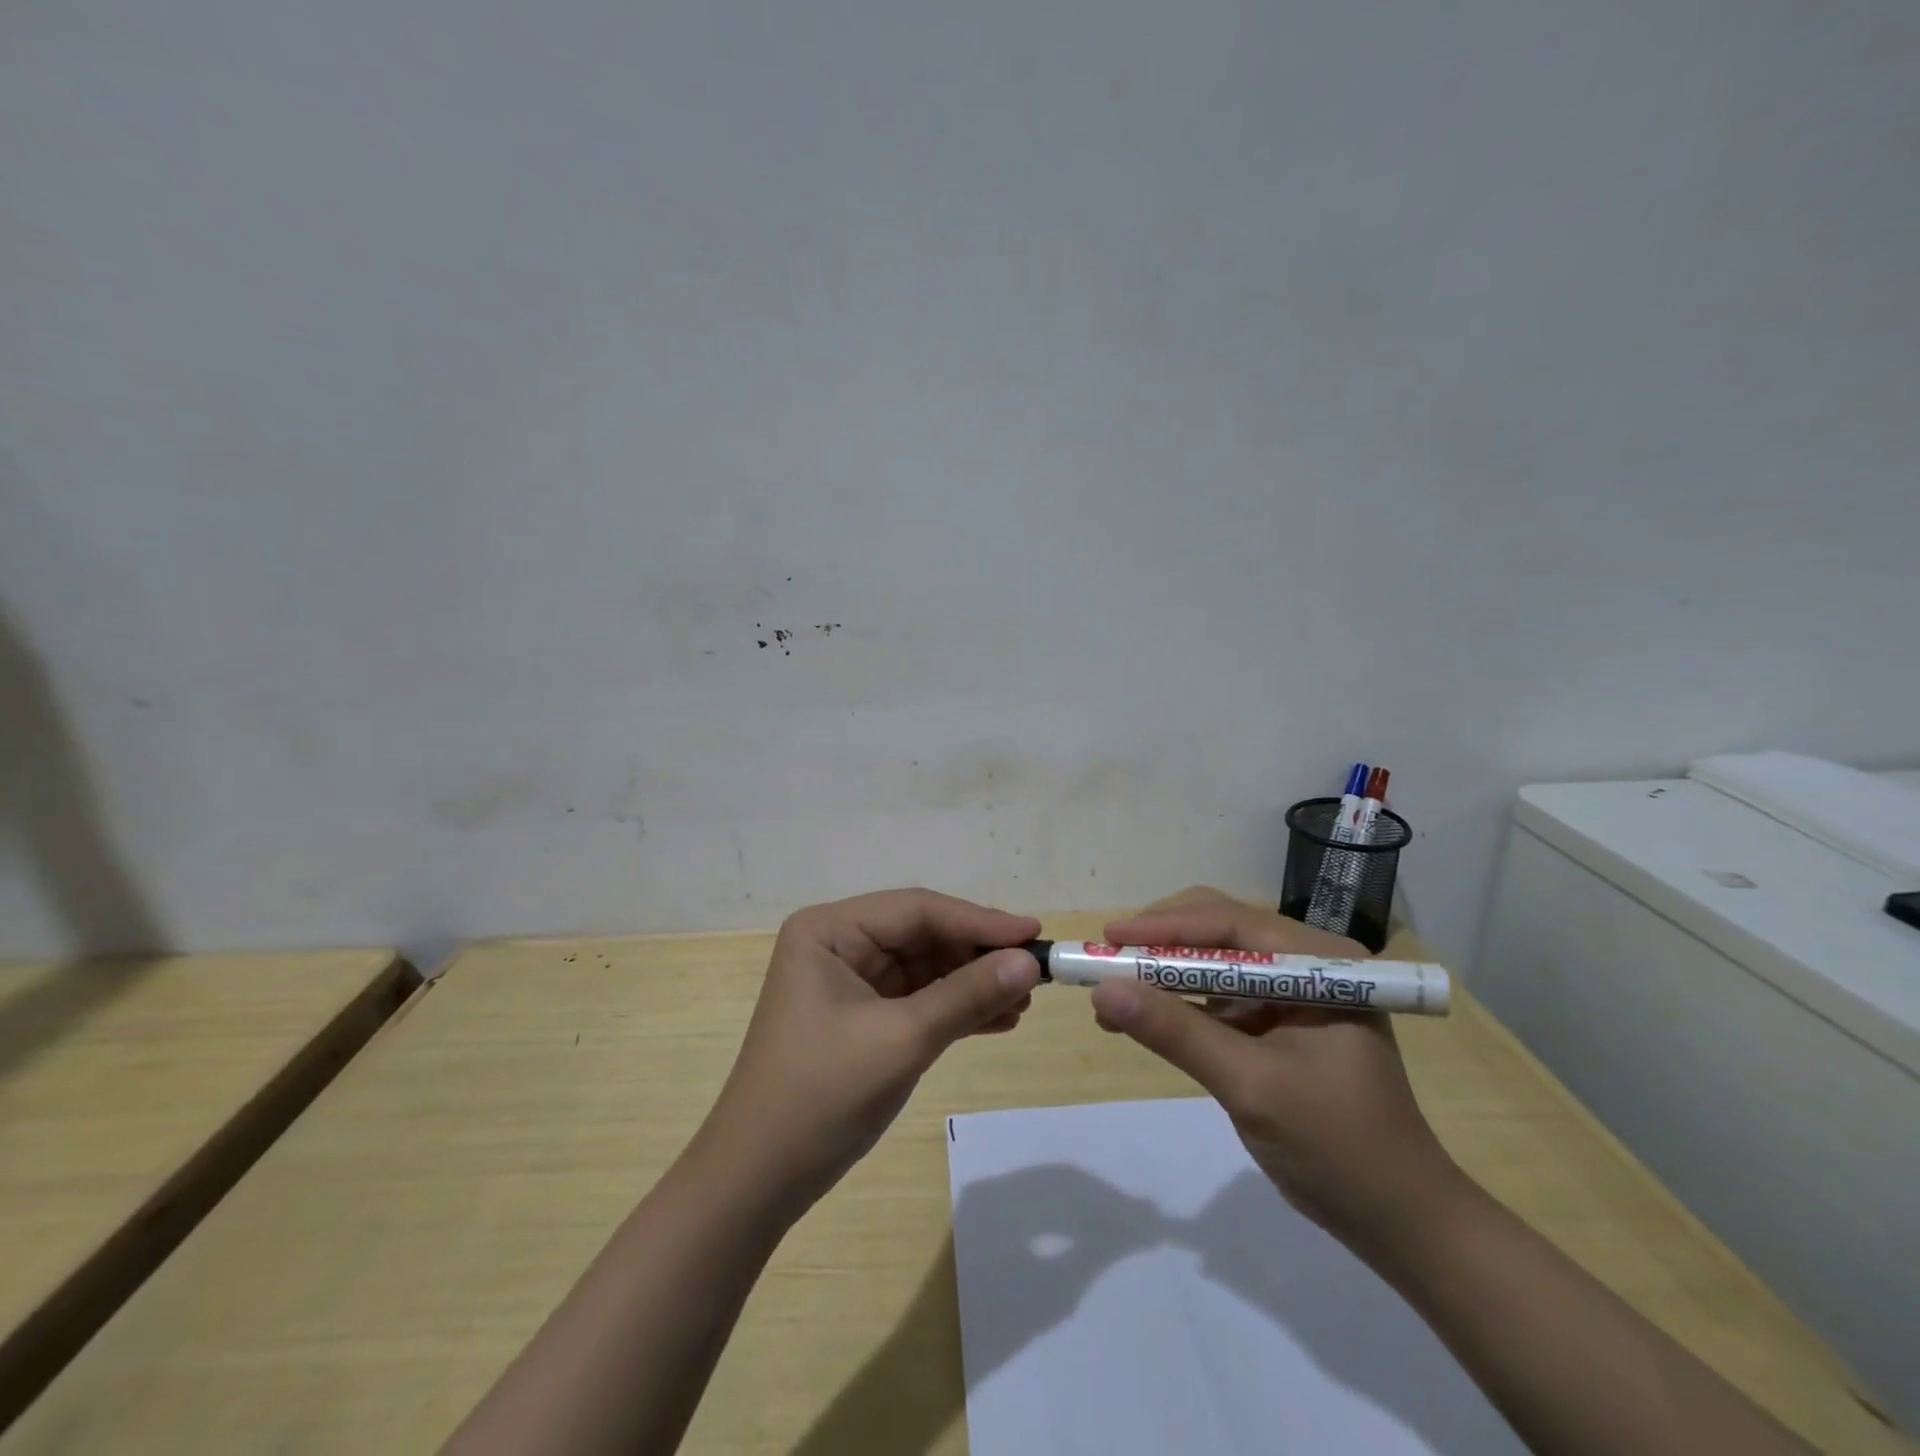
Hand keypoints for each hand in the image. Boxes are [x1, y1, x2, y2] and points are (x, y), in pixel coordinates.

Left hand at [692, 890, 1041, 1214]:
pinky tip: (998, 1020)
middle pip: (923, 934)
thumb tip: (1029, 963)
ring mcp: (849, 980)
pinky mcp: (861, 1016)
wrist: (759, 1180)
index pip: (917, 910)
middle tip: (1034, 971)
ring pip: (925, 967)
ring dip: (972, 983)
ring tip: (1023, 1001)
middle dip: (977, 955)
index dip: (979, 921)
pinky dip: (955, 1008)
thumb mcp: (901, 1040)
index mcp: (830, 930)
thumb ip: (966, 996)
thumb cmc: (821, 1096)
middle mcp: (838, 943)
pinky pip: (917, 998)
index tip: (1034, 934)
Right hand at [1089, 888, 1456, 1250]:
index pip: (1231, 922)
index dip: (1165, 927)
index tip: (1109, 940)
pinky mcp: (1277, 1023)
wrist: (1399, 1224)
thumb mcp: (1251, 1086)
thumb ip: (1177, 1033)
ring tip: (1110, 991)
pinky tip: (1138, 1019)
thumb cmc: (1338, 1148)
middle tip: (1107, 960)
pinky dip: (1177, 1006)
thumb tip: (1102, 991)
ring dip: (1162, 975)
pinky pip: (1217, 998)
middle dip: (1160, 944)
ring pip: (1212, 962)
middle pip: (1219, 931)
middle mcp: (1306, 964)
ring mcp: (1292, 993)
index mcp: (1320, 963)